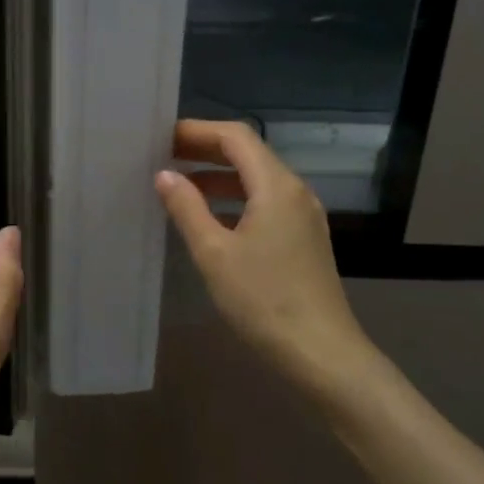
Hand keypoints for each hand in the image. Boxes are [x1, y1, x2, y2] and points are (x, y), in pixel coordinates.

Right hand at [155, 120, 372, 395]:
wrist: (320, 352)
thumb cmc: (263, 300)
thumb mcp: (214, 254)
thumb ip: (187, 209)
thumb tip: (165, 175)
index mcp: (276, 186)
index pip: (236, 137)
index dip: (197, 131)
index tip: (162, 138)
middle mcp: (295, 192)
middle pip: (249, 154)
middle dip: (206, 151)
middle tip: (164, 157)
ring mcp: (303, 216)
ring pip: (258, 181)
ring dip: (220, 177)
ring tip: (179, 186)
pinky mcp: (304, 239)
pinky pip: (266, 204)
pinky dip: (235, 201)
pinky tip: (211, 219)